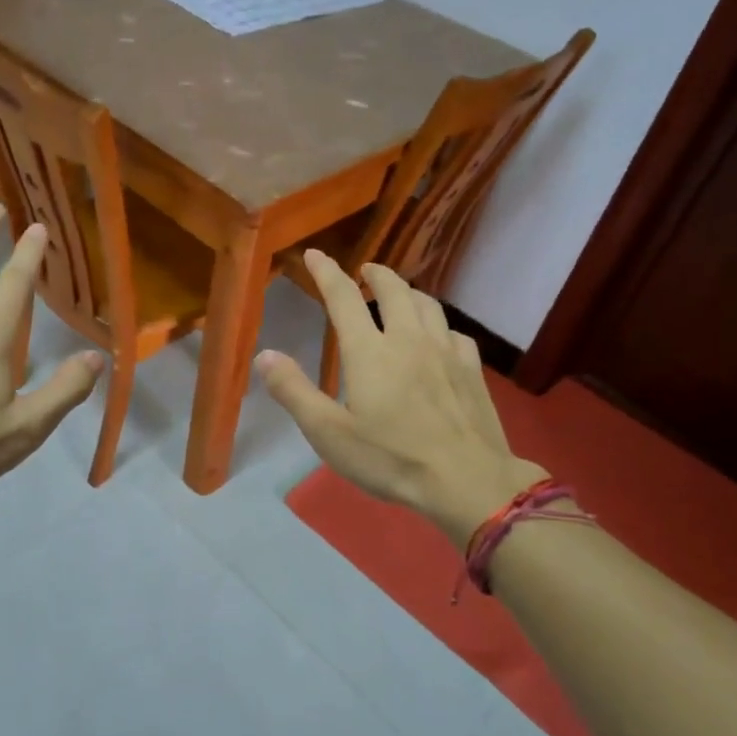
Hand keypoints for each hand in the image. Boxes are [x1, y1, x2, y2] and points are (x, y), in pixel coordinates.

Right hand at [257, 251, 544, 548]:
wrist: (466, 480)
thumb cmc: (390, 458)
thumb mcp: (328, 432)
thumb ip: (293, 391)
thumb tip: (264, 355)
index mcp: (369, 351)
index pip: (343, 297)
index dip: (327, 272)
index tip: (315, 255)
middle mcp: (408, 339)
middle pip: (394, 290)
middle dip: (375, 274)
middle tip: (364, 271)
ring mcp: (445, 351)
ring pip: (427, 304)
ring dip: (408, 292)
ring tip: (399, 295)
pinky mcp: (472, 370)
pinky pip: (454, 332)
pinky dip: (438, 325)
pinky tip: (438, 337)